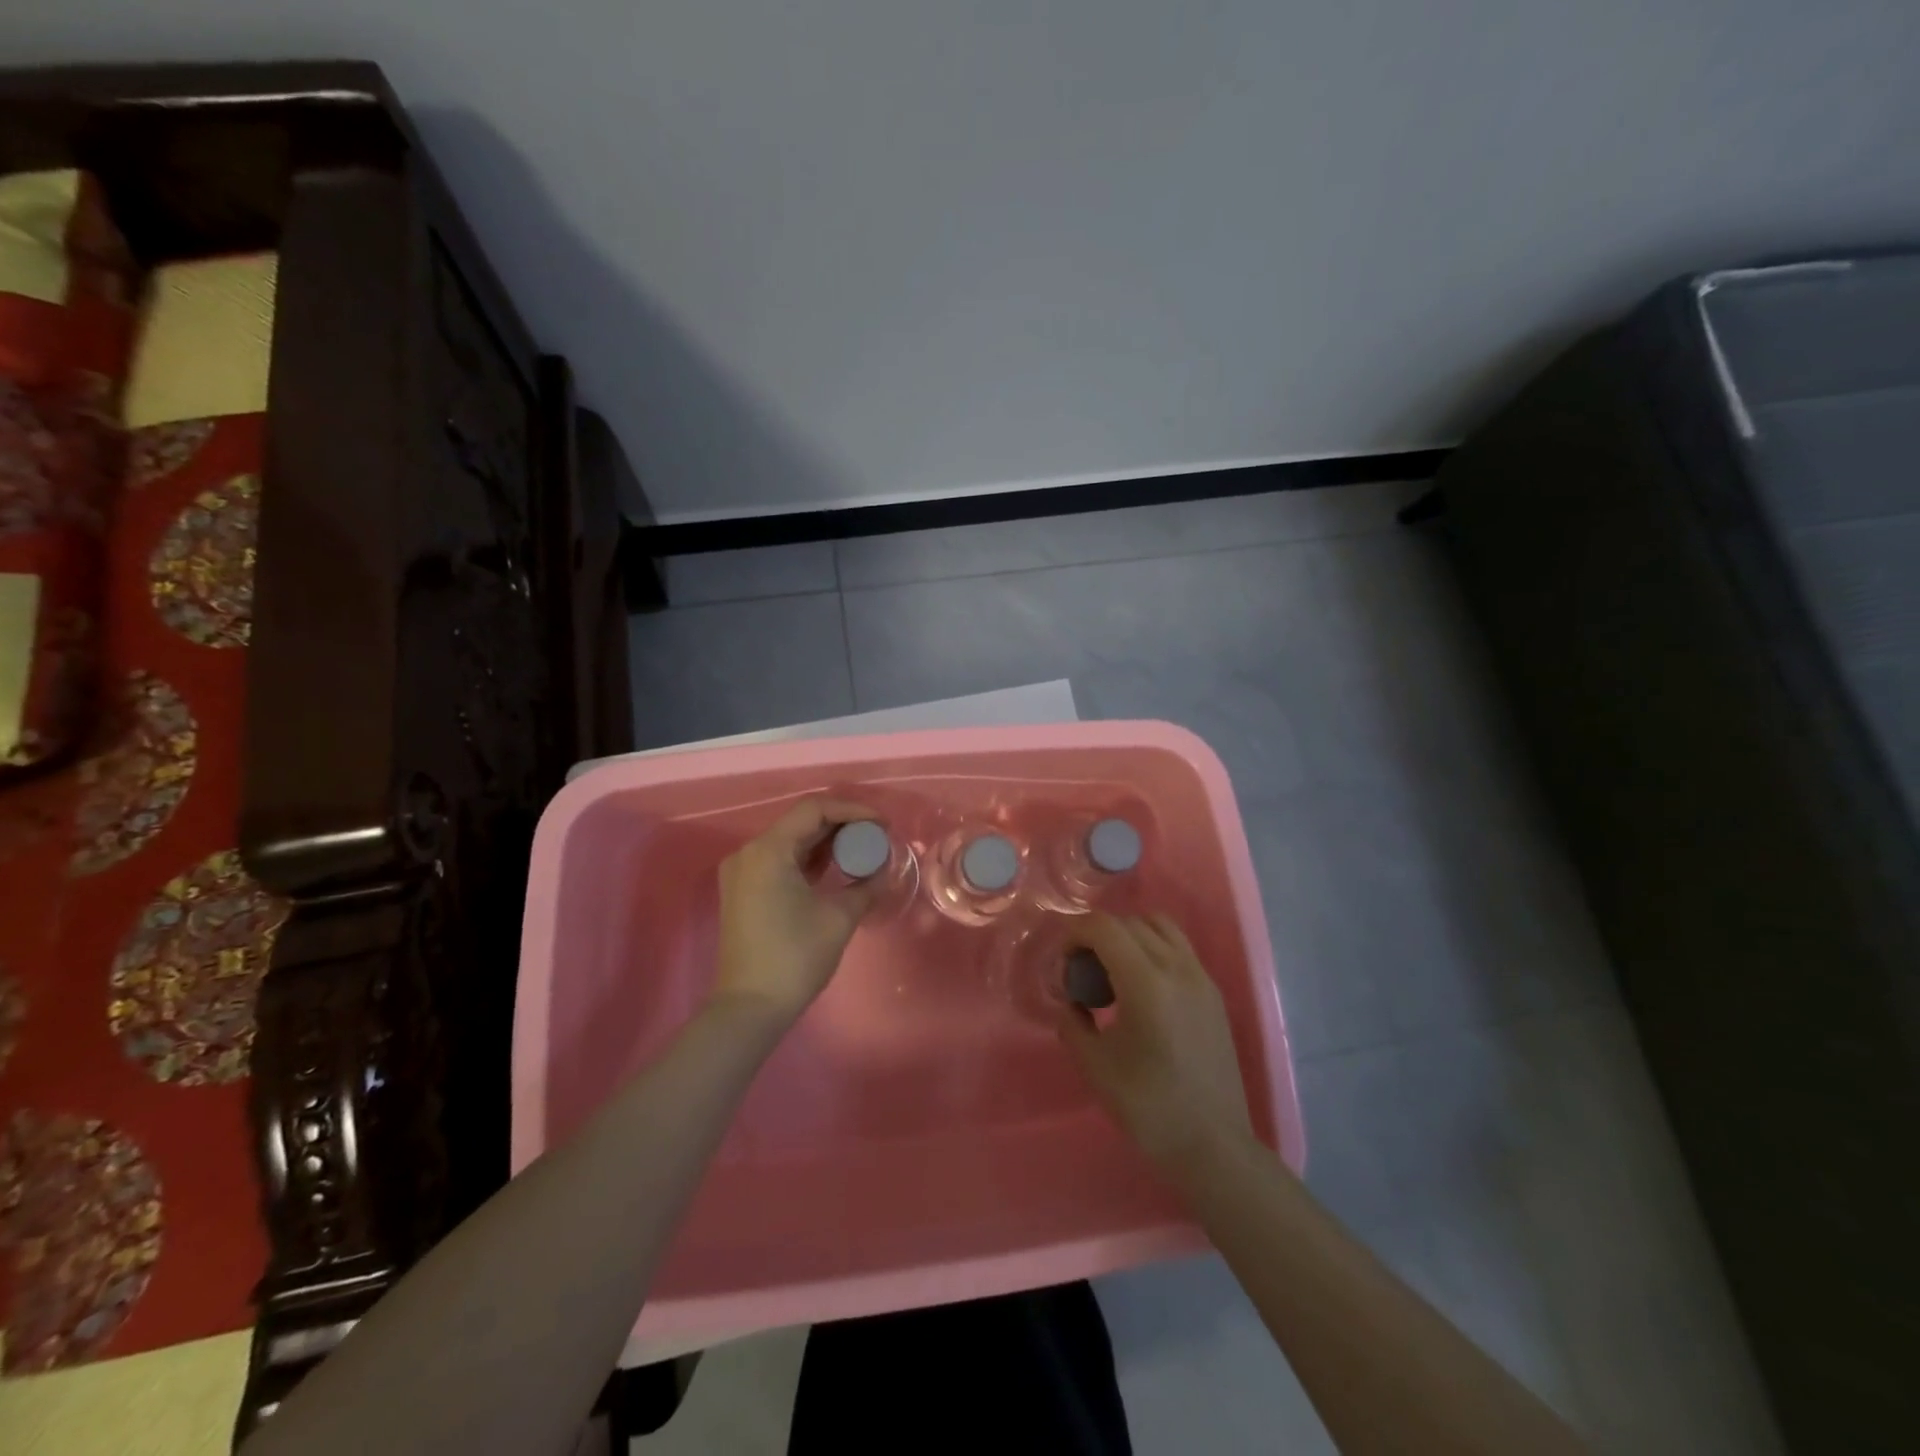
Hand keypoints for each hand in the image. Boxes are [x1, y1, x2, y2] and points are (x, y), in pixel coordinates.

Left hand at [711, 797, 880, 1028]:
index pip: (814, 810)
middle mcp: (749, 852)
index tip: (883, 824)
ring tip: (862, 851)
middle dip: (842, 825)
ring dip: (826, 842)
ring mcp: (743, 872)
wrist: (750, 1008)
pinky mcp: (744, 890)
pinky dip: (809, 859)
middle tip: (876, 837)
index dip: (853, 810)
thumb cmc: (795, 957)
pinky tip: (836, 868)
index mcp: (768, 850)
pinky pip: (780, 860)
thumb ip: (866, 885)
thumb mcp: (839, 917)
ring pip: (791, 841)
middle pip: (801, 822)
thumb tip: (884, 869)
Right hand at [1056, 913, 1253, 1168]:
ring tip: (1114, 971)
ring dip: (1129, 934)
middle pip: (1129, 922)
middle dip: (1098, 935)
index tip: (1063, 961)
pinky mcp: (1213, 992)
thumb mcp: (1095, 1066)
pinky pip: (1178, 946)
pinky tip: (1141, 986)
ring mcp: (1201, 977)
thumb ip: (1072, 1022)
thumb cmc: (1150, 1108)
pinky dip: (1153, 947)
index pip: (1104, 927)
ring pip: (1159, 926)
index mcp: (1146, 983)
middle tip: (1083, 971)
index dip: (1075, 933)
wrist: (1214, 1145)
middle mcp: (1177, 968)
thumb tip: (1069, 1001)